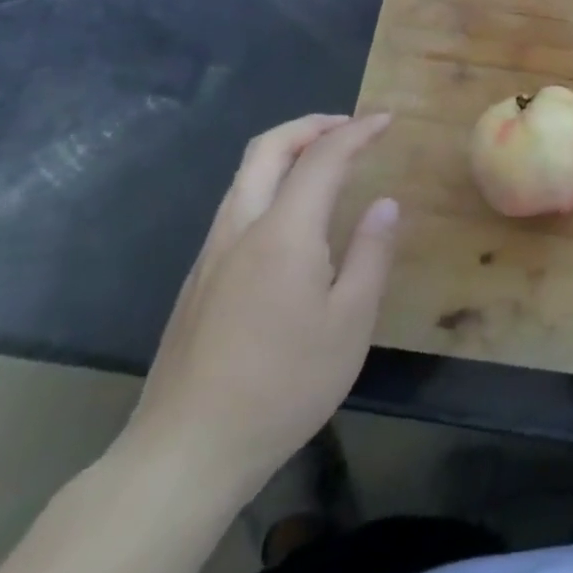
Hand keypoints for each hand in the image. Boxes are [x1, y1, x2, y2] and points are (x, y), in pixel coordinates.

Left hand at [122, 113, 399, 500]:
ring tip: (325, 159)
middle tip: (350, 126)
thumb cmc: (283, 386)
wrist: (186, 451)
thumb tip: (385, 204)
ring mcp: (211, 253)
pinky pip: (236, 204)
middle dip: (310, 125)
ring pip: (245, 175)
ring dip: (286, 150)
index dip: (357, 132)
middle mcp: (240, 228)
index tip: (386, 121)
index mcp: (282, 233)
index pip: (322, 158)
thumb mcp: (350, 323)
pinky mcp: (198, 279)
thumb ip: (370, 254)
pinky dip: (269, 181)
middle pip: (268, 148)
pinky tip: (292, 214)